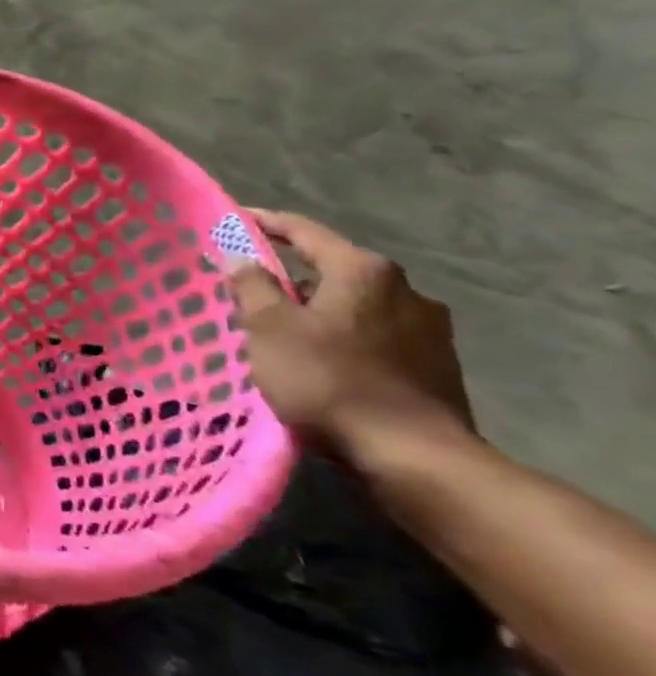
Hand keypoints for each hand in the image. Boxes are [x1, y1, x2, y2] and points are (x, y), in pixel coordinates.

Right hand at [225, 210, 473, 461]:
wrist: (414, 456)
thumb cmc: (329, 380)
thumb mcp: (270, 329)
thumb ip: (252, 285)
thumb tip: (239, 255)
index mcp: (363, 270)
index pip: (304, 232)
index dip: (265, 223)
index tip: (235, 219)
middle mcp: (404, 288)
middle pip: (333, 270)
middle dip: (292, 280)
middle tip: (252, 296)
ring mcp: (428, 328)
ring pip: (355, 306)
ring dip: (320, 313)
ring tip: (286, 337)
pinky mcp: (438, 364)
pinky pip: (376, 336)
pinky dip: (345, 339)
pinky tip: (326, 365)